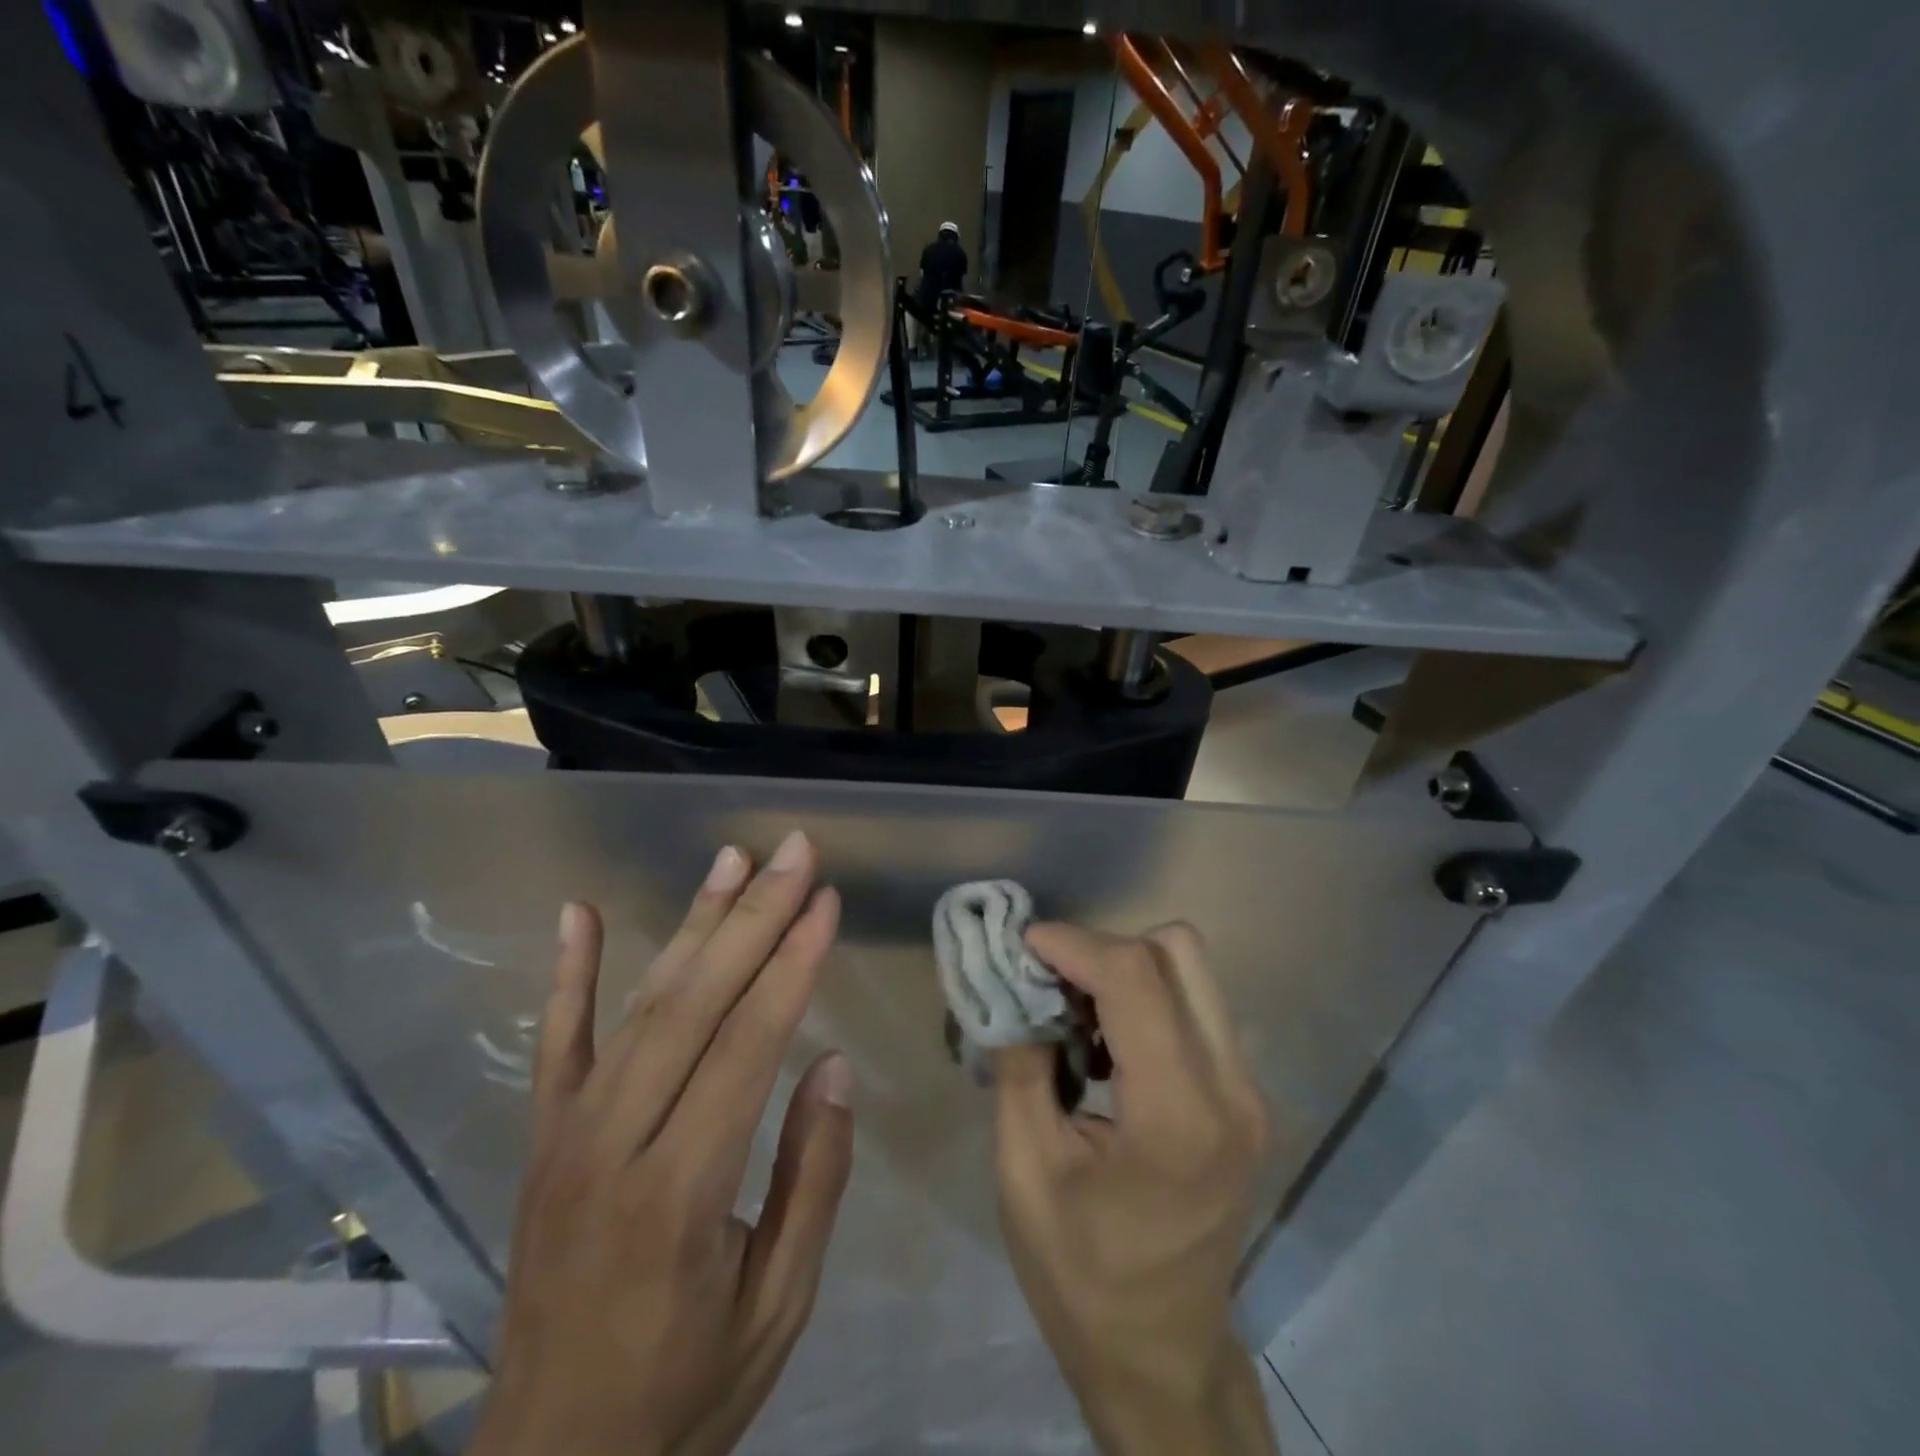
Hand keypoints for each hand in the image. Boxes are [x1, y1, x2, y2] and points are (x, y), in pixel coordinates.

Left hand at [471, 832, 853, 1455]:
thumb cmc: (685, 1389)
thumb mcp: (778, 1307)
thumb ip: (810, 1180)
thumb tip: (829, 1065)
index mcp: (681, 1192)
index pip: (747, 1047)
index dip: (791, 965)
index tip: (825, 901)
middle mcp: (614, 1145)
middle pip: (693, 1006)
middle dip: (752, 917)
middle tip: (794, 853)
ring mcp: (566, 1136)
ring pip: (639, 1006)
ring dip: (692, 923)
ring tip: (733, 857)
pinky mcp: (541, 1139)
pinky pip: (555, 1043)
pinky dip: (569, 973)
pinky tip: (578, 913)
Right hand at [993, 923, 1277, 1455]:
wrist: (1160, 1357)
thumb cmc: (1080, 1274)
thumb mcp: (1025, 1169)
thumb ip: (1019, 1063)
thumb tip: (1011, 988)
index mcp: (1178, 1115)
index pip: (1135, 976)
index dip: (1073, 943)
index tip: (1022, 945)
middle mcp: (1231, 1088)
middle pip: (1178, 950)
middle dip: (1103, 948)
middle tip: (1049, 979)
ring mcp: (1248, 1092)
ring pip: (1191, 970)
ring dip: (1125, 970)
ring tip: (1072, 1012)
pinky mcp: (1244, 1097)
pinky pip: (1195, 1005)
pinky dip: (1145, 998)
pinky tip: (1104, 1044)